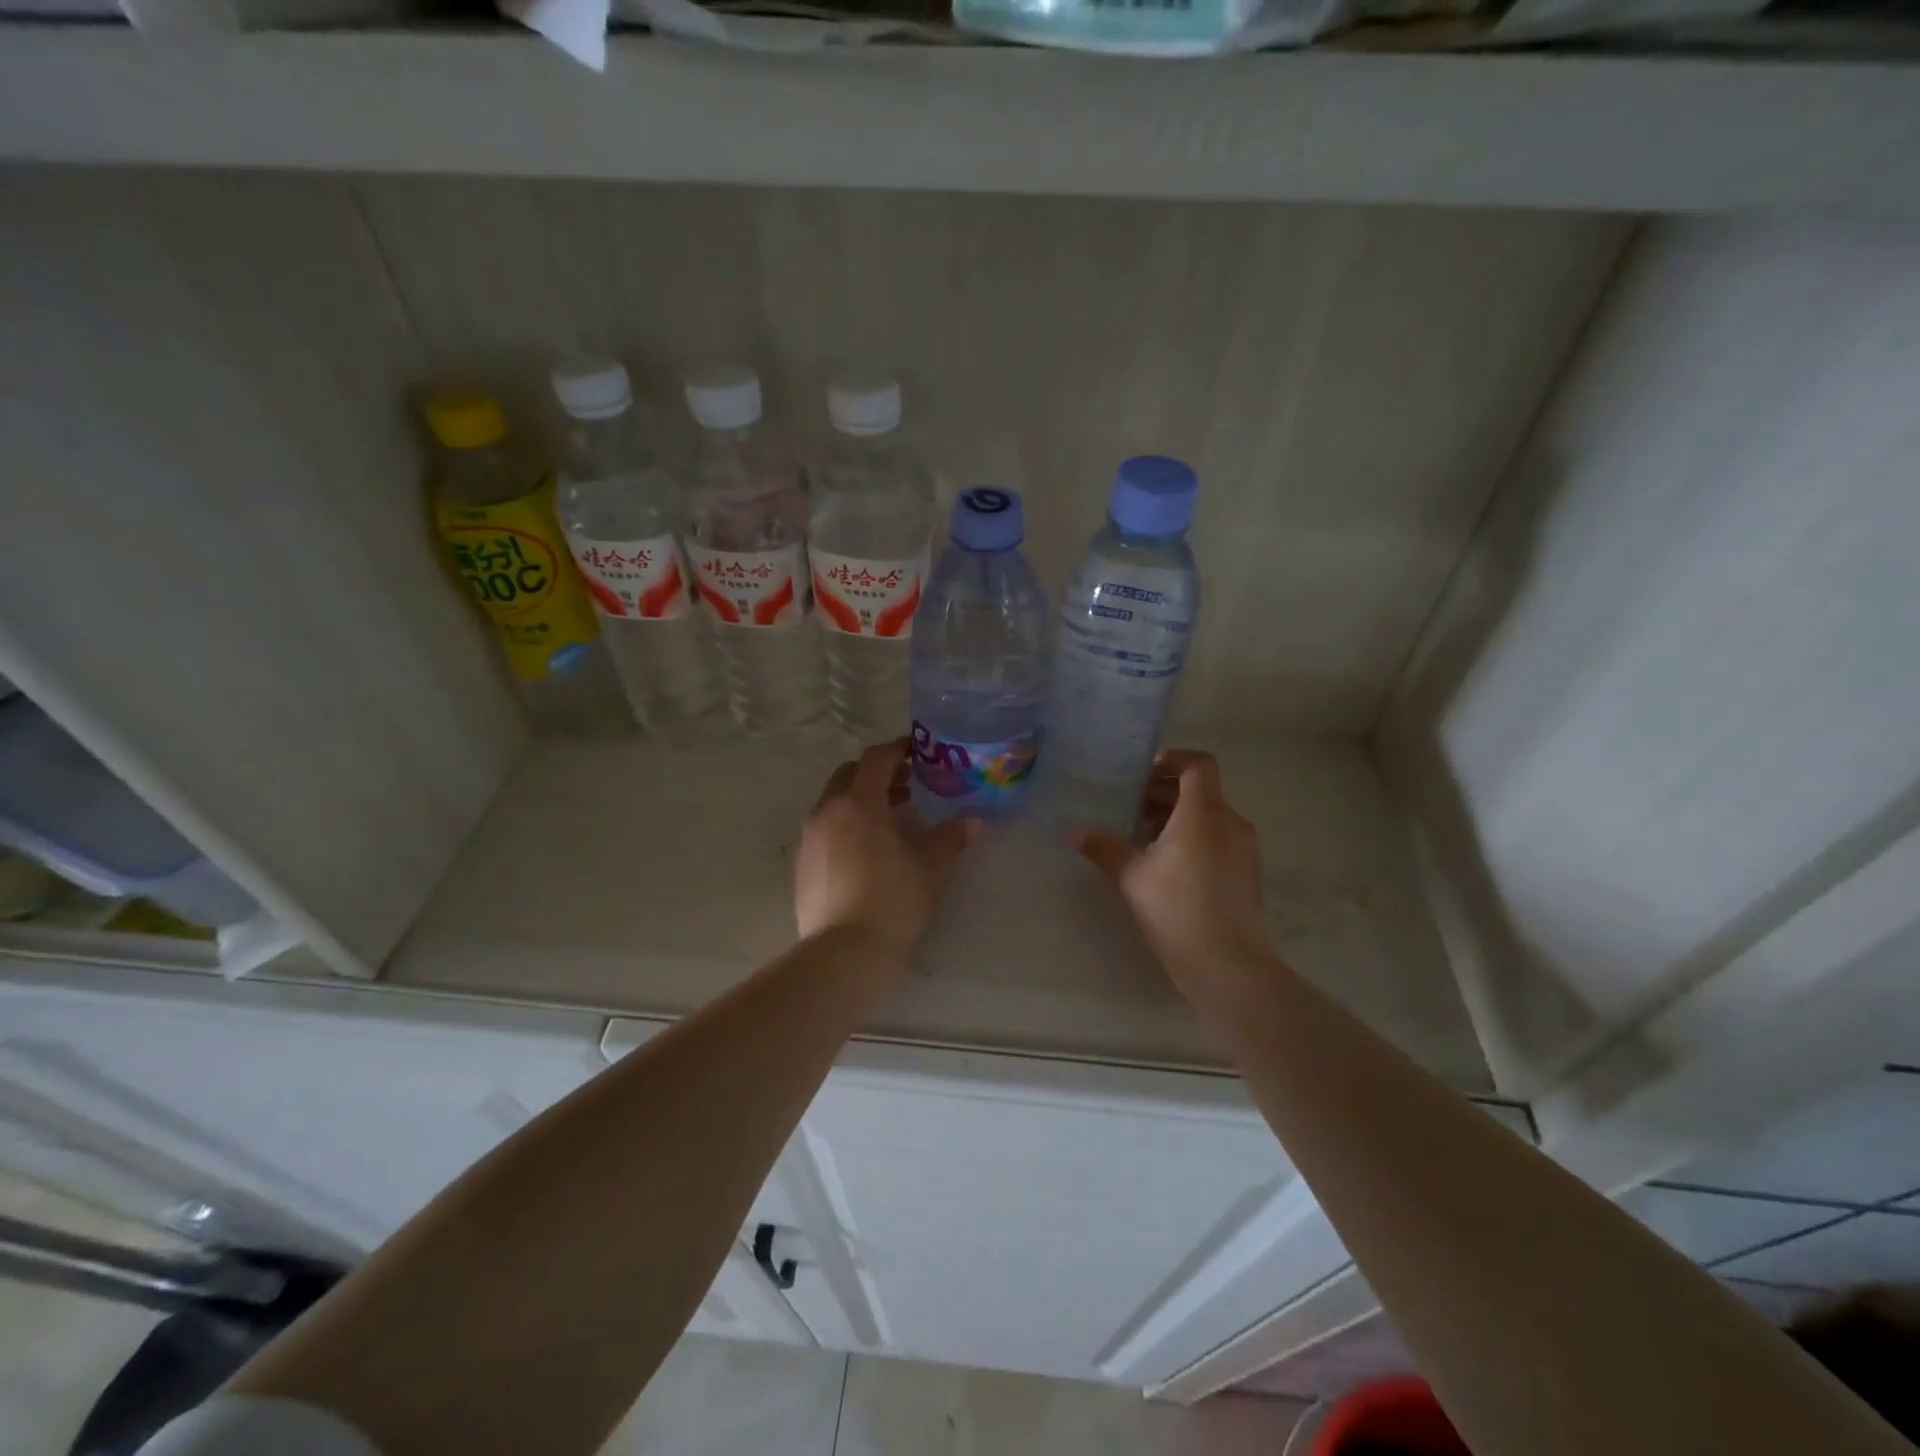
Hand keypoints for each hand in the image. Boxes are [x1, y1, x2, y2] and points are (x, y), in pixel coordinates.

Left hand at [796, 740, 981, 957]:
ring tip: (889, 818)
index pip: (876, 759)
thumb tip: (974, 822)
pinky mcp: (801, 865)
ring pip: (833, 802)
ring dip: (859, 799)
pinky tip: (866, 850)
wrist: (844, 953)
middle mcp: (827, 811)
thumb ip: (950, 837)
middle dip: (876, 773)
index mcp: (858, 802)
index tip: (917, 752)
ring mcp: (809, 839)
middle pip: (849, 775)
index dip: (898, 750)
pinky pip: (824, 829)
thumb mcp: (930, 866)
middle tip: (906, 784)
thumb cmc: (893, 900)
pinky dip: (845, 824)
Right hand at [1073, 749, 1272, 986]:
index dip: (1172, 760)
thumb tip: (1073, 831)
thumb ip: (1104, 847)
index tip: (1142, 775)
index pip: (1198, 764)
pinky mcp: (1248, 874)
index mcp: (1204, 813)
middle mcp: (1230, 822)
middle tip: (1130, 807)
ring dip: (1177, 817)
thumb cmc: (1177, 909)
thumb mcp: (1132, 876)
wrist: (1229, 965)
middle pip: (1201, 790)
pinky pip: (1219, 839)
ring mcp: (1244, 849)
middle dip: (1165, 793)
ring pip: (1210, 816)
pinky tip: (1167, 866)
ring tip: (1143, 837)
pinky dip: (1194, 838)